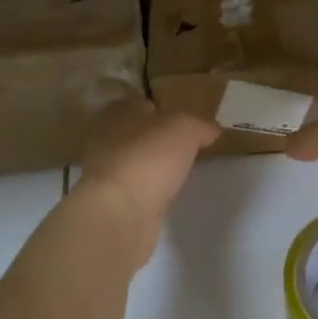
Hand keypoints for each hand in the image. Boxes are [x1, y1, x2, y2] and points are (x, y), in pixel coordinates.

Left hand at [72, 97, 219, 268]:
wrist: (119, 213)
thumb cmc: (149, 157)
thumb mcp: (185, 130)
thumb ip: (200, 125)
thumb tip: (212, 129)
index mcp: (119, 113)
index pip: (142, 105)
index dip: (163, 111)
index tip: (185, 123)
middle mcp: (106, 139)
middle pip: (137, 134)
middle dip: (158, 140)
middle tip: (186, 148)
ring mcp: (105, 173)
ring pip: (135, 163)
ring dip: (153, 167)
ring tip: (179, 173)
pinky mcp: (111, 203)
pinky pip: (135, 190)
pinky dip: (149, 191)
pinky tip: (166, 196)